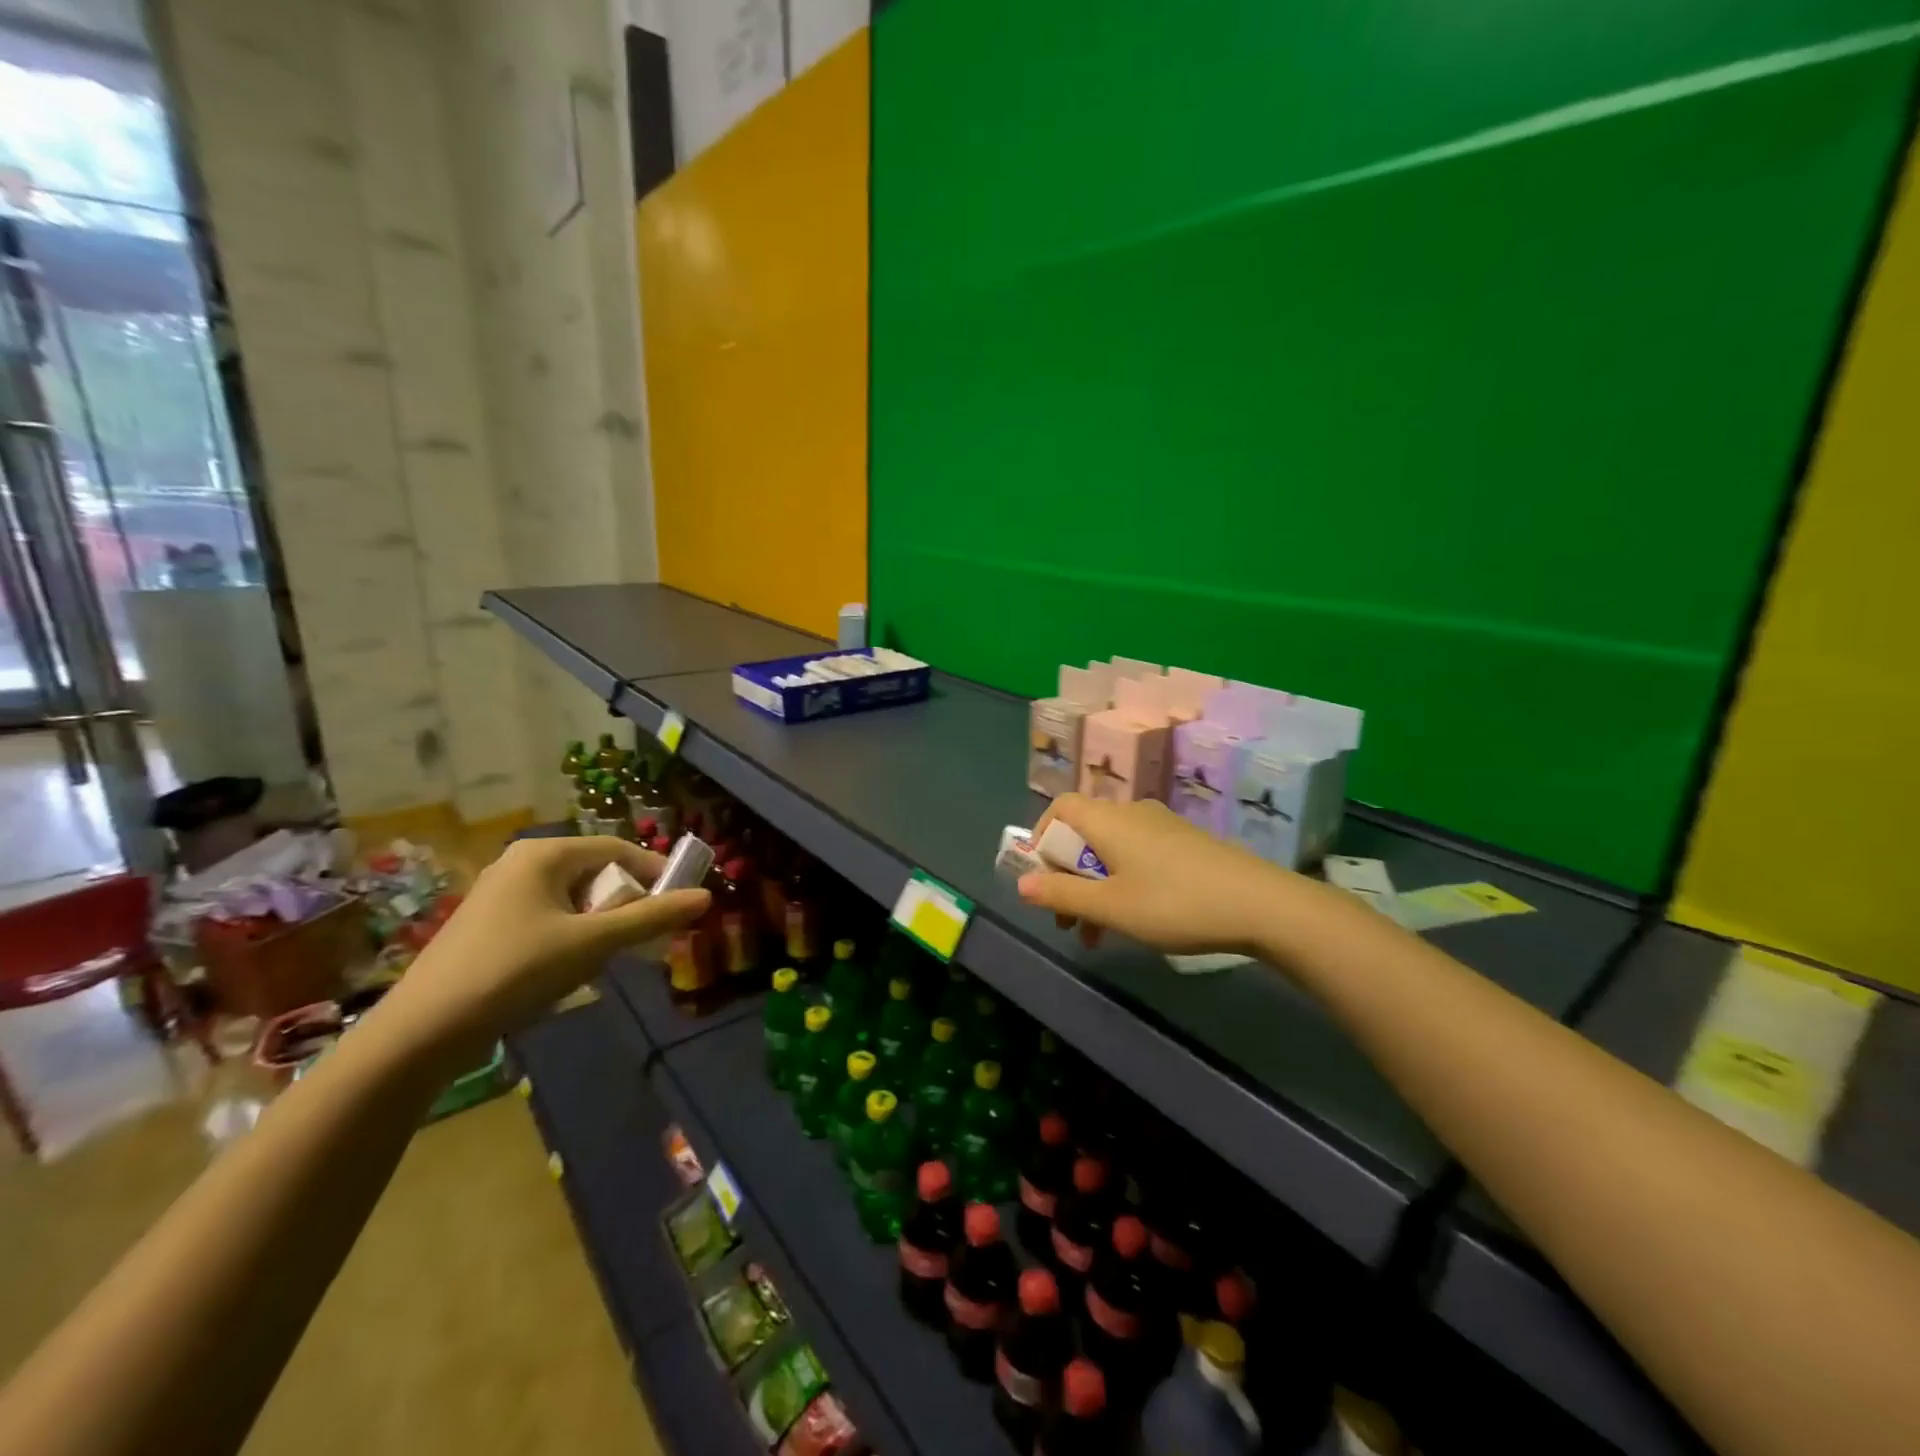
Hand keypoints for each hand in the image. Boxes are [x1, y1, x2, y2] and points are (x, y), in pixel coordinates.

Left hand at [371, 837, 710, 1067]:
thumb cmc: (514, 971)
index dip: (655, 873)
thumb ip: (651, 917)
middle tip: (644, 938)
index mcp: (545, 854)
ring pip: (573, 899)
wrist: (422, 1032)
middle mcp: (521, 863)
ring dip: (600, 924)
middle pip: (596, 873)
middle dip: (625, 904)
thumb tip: (705, 897)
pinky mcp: (489, 926)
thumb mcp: (593, 943)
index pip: (619, 849)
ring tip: (608, 959)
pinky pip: (549, 918)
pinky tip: (570, 971)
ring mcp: (501, 895)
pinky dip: (572, 936)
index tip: (680, 904)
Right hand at [1016, 794, 1315, 955]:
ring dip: (1094, 888)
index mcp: (1108, 820)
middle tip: (1066, 921)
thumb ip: (1062, 895)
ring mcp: (1162, 826)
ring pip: (1110, 850)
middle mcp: (1132, 813)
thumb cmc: (1174, 903)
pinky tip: (1135, 920)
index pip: (1060, 807)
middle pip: (1083, 833)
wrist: (1261, 904)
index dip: (1042, 837)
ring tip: (1097, 935)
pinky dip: (1122, 883)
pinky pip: (1137, 855)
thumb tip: (1021, 884)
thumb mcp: (1111, 907)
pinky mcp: (1184, 843)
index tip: (1041, 878)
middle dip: (1067, 876)